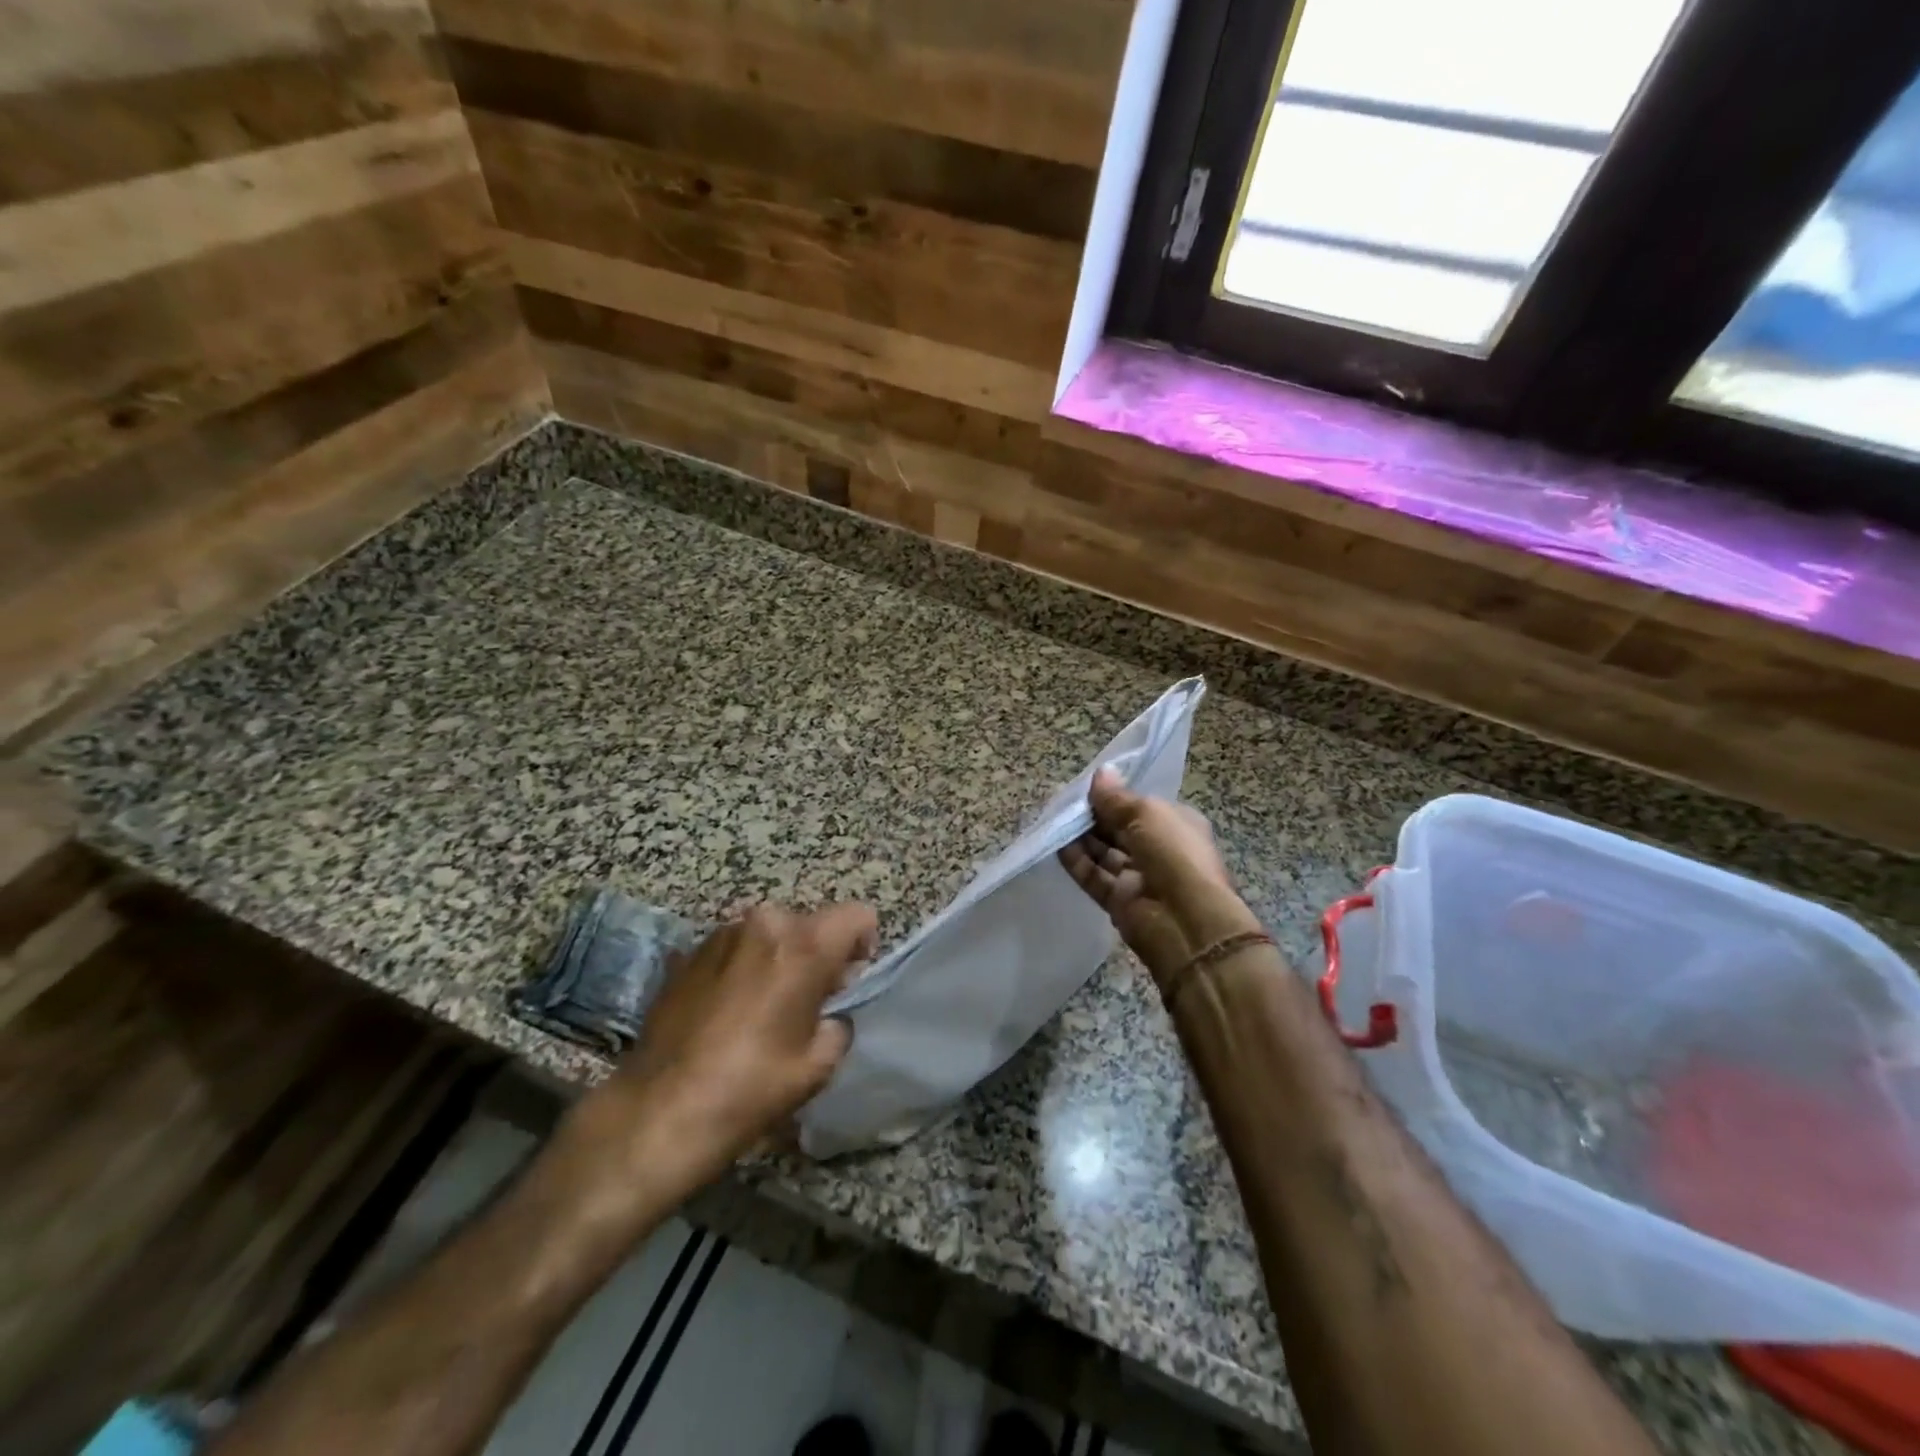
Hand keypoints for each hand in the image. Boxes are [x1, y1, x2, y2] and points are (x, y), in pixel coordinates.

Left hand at [571, 903, 876, 1197]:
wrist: (659, 1110)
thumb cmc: (750, 1087)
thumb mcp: (819, 1064)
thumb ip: (839, 1021)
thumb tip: (830, 1011)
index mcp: (804, 944)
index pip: (858, 915)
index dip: (863, 946)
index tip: (847, 983)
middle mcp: (764, 923)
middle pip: (811, 924)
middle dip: (816, 955)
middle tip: (805, 1002)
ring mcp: (720, 934)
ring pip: (769, 935)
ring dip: (775, 960)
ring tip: (760, 1008)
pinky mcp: (687, 953)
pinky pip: (733, 949)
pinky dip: (740, 969)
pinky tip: (725, 1012)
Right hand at [1060, 768, 1262, 992]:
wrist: (1185, 921)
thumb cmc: (1174, 854)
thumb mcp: (1146, 813)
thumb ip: (1117, 797)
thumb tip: (1100, 772)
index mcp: (1176, 825)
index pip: (1141, 807)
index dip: (1114, 797)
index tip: (1085, 788)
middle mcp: (1159, 850)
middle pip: (1120, 829)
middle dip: (1094, 817)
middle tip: (1063, 802)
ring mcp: (1139, 877)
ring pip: (1105, 853)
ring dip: (1082, 838)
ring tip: (1055, 820)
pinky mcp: (1120, 901)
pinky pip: (1094, 877)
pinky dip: (1077, 863)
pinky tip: (1057, 846)